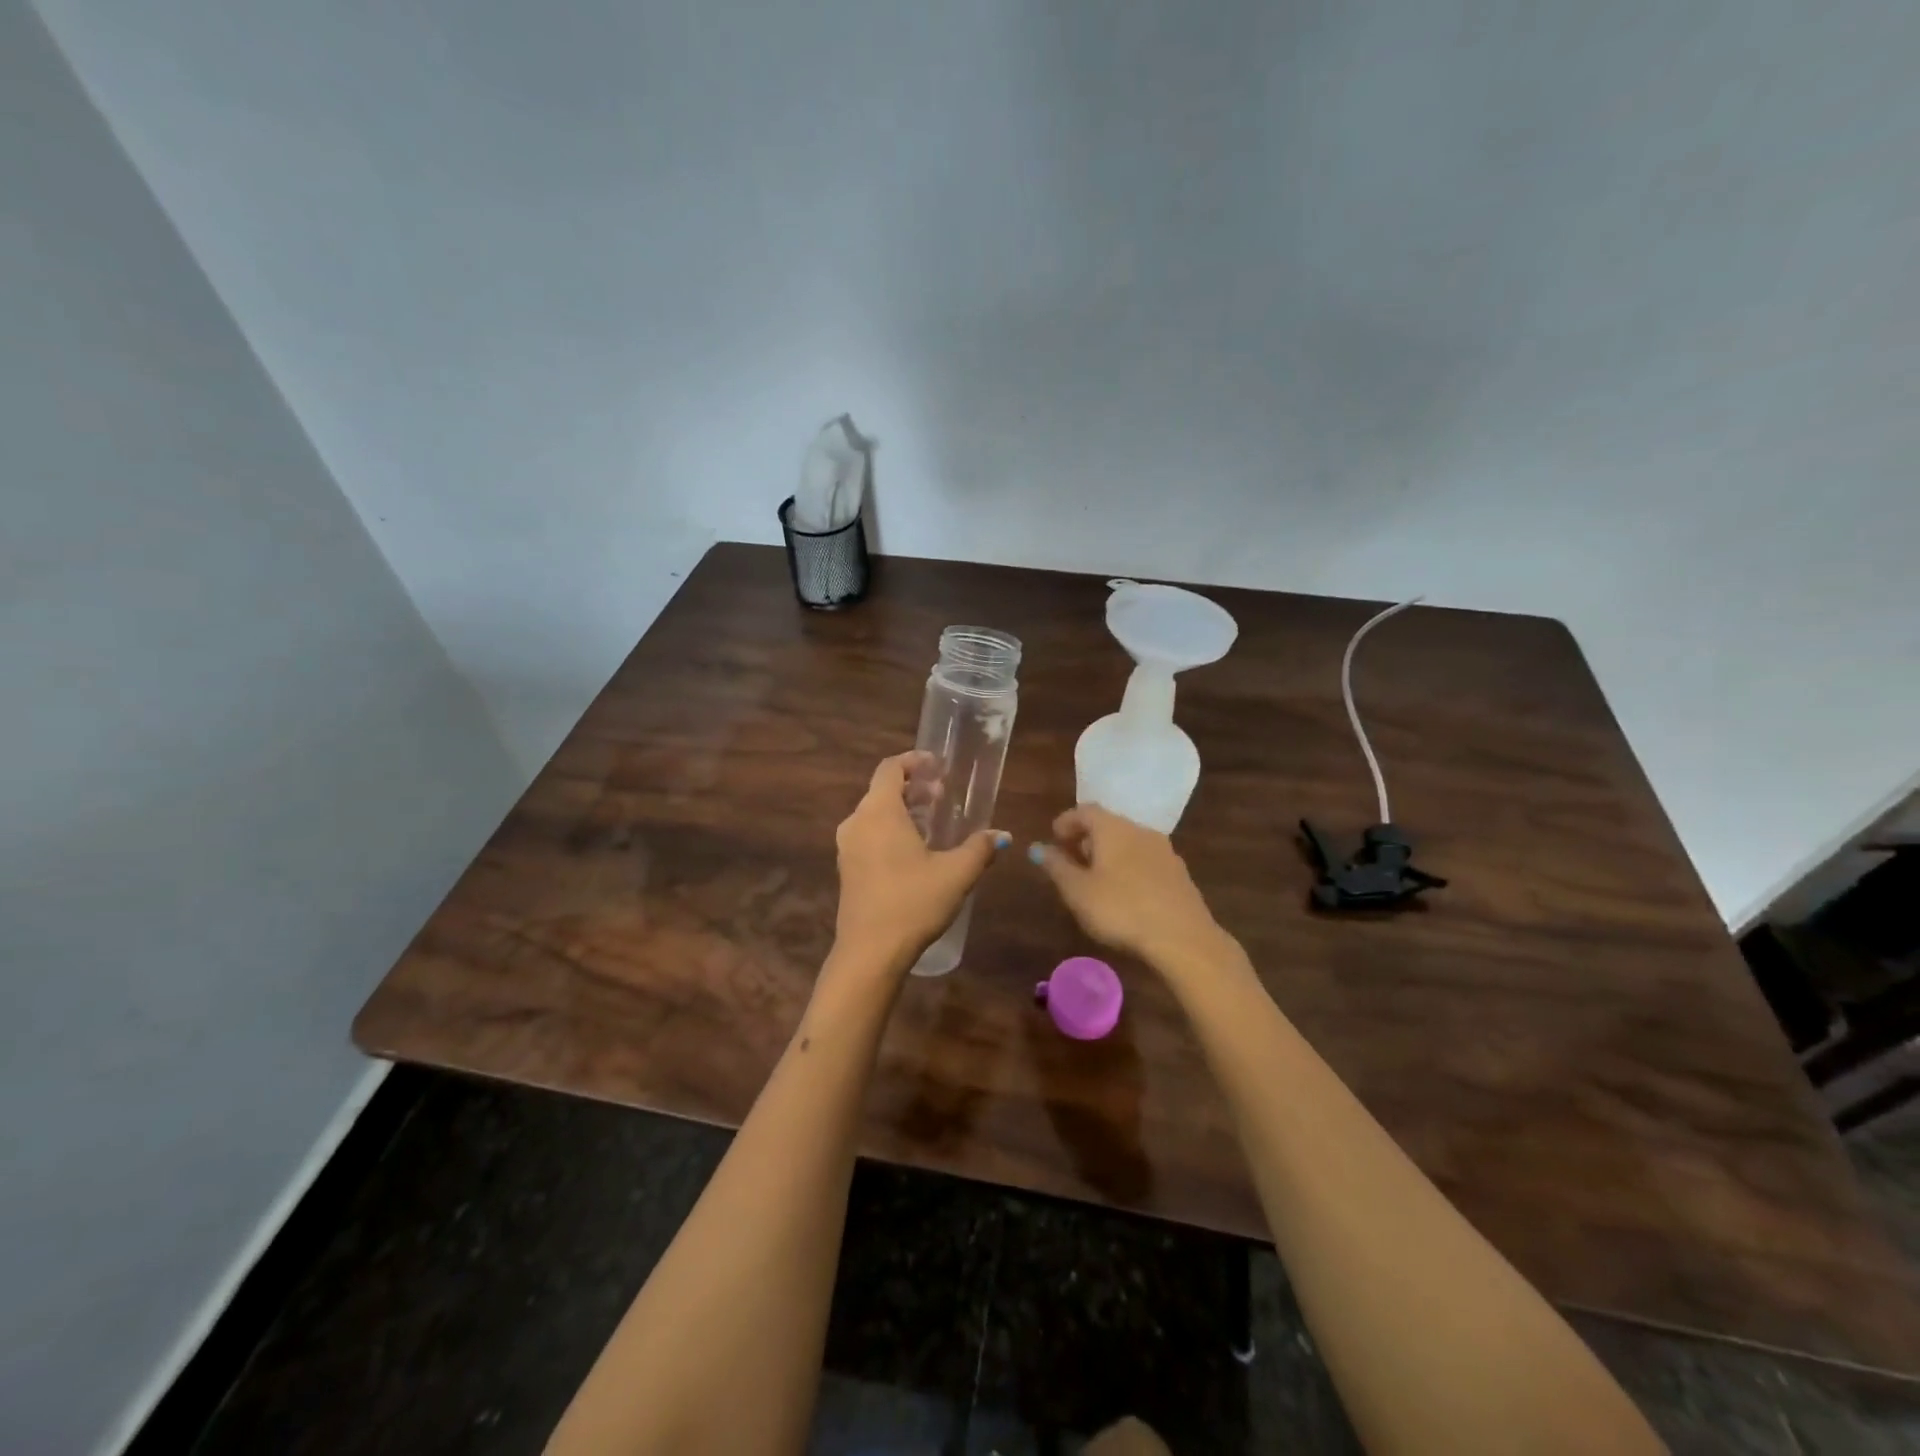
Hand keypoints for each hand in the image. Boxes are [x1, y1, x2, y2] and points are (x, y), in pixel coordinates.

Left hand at [833, 752, 1008, 973]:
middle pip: (882, 790)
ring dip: (902, 810)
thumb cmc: (913, 902)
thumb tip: (1002, 835)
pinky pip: (868, 834)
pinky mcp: (847, 869)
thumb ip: (980, 848)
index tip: (937, 765)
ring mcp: (847, 847)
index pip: (890, 768)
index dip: (913, 761)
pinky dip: (890, 830)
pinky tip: (913, 851)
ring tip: (931, 822)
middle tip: (941, 796)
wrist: (870, 952)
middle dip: (912, 787)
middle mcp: (857, 822)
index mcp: (879, 812)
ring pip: (874, 814)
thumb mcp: (956, 874)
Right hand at [1031, 804, 1227, 969]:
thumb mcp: (1077, 891)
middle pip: (1108, 824)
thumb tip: (1039, 848)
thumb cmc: (1120, 909)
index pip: (1085, 810)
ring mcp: (1164, 851)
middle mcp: (1140, 830)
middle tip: (1071, 860)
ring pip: (1129, 842)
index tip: (1054, 839)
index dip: (1066, 822)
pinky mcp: (1179, 873)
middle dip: (1087, 838)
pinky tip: (1124, 893)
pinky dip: (1128, 867)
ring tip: (1095, 879)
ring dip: (1109, 854)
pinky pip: (1145, 860)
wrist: (1182, 937)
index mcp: (1113, 828)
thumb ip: (1056, 866)